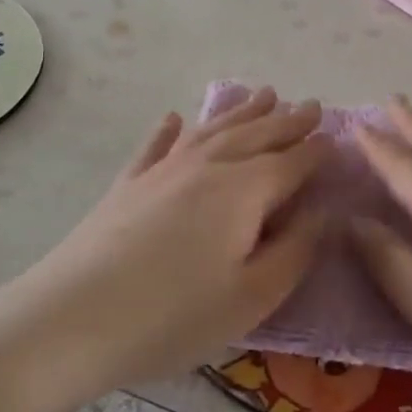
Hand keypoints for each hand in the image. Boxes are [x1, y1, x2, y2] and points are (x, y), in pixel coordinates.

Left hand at [13, 87, 329, 391]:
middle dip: (287, 120)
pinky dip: (169, 130)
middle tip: (310, 105)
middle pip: (256, 135)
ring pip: (212, 129)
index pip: (292, 161)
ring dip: (241, 111)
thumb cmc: (174, 316)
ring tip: (263, 94)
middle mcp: (207, 166)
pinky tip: (173, 118)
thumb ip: (294, 251)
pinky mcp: (129, 183)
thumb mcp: (251, 297)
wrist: (74, 317)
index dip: (317, 151)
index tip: (337, 139)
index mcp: (244, 190)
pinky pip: (156, 145)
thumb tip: (322, 211)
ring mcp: (163, 169)